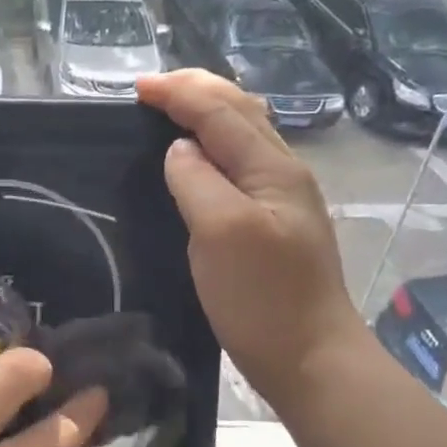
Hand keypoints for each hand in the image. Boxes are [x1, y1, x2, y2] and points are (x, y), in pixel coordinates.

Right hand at [137, 69, 366, 404]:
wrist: (310, 358)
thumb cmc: (262, 298)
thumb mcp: (221, 232)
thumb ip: (198, 181)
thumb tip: (179, 149)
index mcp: (272, 168)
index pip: (221, 112)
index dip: (179, 93)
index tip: (135, 87)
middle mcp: (282, 172)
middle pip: (240, 111)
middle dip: (196, 90)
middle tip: (152, 90)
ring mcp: (282, 199)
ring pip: (244, 135)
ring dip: (207, 113)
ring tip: (171, 111)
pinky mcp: (273, 224)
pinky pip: (241, 164)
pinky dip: (214, 145)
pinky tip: (198, 161)